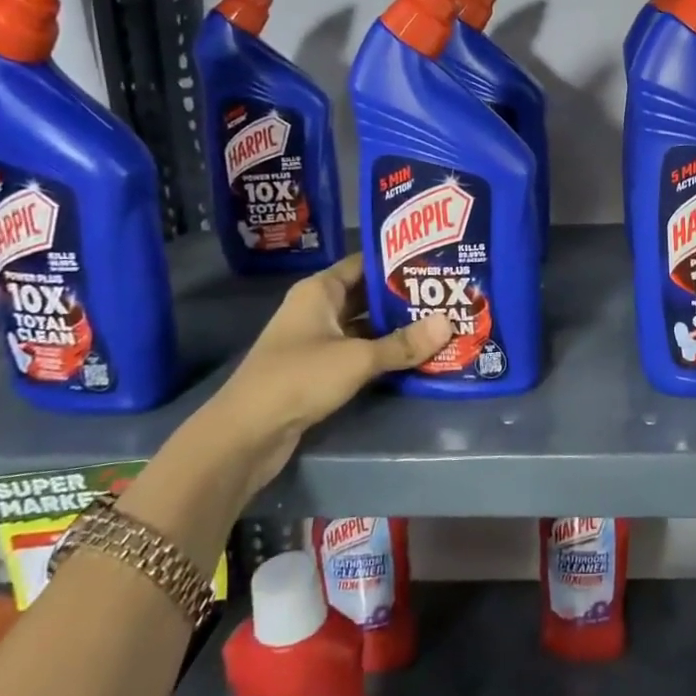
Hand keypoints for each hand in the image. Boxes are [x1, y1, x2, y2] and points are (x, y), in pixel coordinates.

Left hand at [200, 254, 452, 497]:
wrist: (246, 434)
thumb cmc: (299, 378)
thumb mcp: (358, 358)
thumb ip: (403, 343)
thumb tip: (449, 323)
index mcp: (320, 291)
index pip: (364, 263)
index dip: (398, 261)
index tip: (435, 262)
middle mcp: (317, 309)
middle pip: (367, 295)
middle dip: (404, 297)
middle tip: (447, 295)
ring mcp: (317, 341)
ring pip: (365, 326)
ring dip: (396, 328)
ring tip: (440, 323)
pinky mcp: (319, 371)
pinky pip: (358, 352)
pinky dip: (383, 353)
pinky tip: (415, 355)